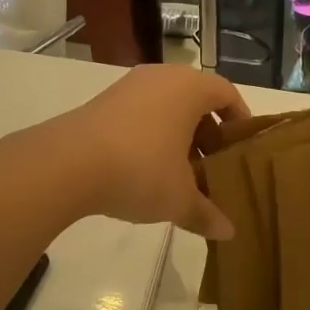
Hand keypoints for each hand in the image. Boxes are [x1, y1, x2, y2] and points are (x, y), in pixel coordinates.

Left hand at [40, 65, 248, 238]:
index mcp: (189, 88)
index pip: (227, 94)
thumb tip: (228, 232)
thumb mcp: (179, 198)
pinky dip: (152, 136)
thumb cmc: (140, 169)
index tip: (242, 149)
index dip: (239, 120)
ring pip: (167, 107)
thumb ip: (206, 212)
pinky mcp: (103, 101)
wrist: (67, 164)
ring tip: (181, 175)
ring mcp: (129, 86)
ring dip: (178, 137)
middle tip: (213, 168)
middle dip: (208, 134)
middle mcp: (162, 77)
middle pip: (196, 100)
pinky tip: (146, 170)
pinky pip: (141, 113)